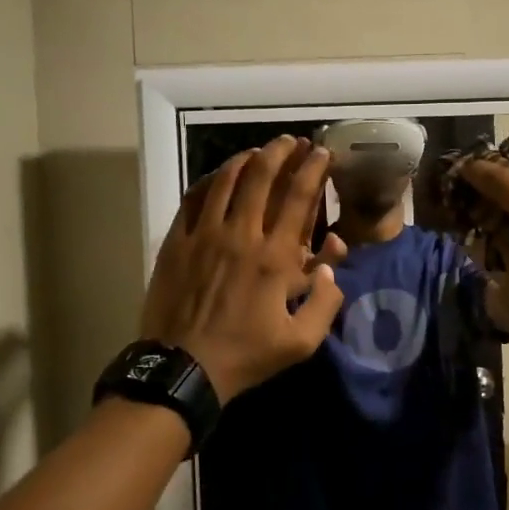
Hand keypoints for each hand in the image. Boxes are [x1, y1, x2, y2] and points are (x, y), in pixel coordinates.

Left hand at [139, 137, 344, 404]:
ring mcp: (204, 235)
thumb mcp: (301, 342)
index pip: (298, 198)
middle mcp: (241, 235)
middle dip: (280, 152)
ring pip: (225, 180)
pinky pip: (193, 199)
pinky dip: (209, 181)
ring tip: (258, 151)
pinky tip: (217, 176)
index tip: (322, 152)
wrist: (183, 368)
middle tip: (292, 141)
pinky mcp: (177, 242)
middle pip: (261, 177)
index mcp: (275, 257)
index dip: (313, 169)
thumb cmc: (246, 355)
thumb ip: (326, 302)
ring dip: (245, 159)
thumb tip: (331, 265)